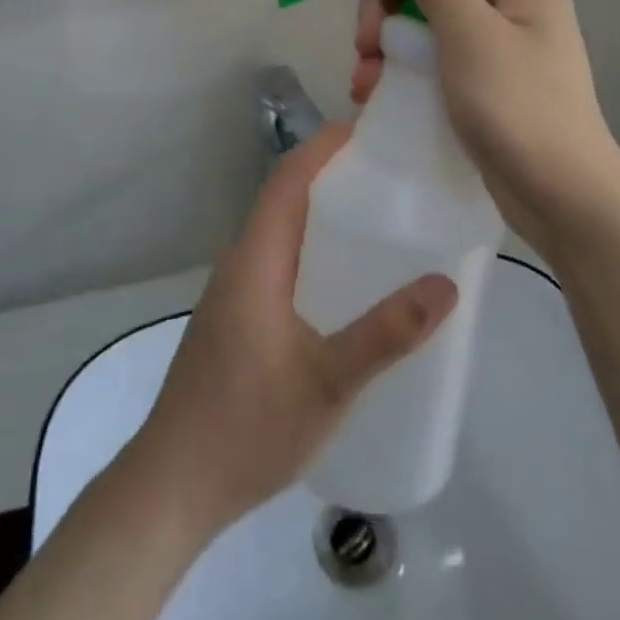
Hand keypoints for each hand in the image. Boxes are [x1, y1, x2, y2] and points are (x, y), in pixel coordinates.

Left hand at [128, 126, 457, 533]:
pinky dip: (313, 251)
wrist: (173, 487)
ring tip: (379, 222)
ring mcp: (234, 293)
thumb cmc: (247, 426)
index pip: (287, 179)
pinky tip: (347, 285)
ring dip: (323, 216)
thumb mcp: (328, 382)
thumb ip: (386, 334)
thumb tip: (446, 284)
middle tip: (392, 178)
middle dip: (333, 177)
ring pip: (281, 233)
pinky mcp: (236, 320)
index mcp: (255, 259)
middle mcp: (240, 263)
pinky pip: (278, 263)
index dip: (323, 146)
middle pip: (286, 199)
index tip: (370, 132)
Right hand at [350, 0, 619, 261]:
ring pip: (427, 27)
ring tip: (365, 82)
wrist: (561, 199)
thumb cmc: (518, 106)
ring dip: (389, 47)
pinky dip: (405, 72)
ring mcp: (497, 48)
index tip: (379, 3)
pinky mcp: (484, 85)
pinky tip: (375, 93)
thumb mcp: (468, 33)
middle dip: (390, 14)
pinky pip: (436, 61)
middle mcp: (511, 7)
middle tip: (365, 48)